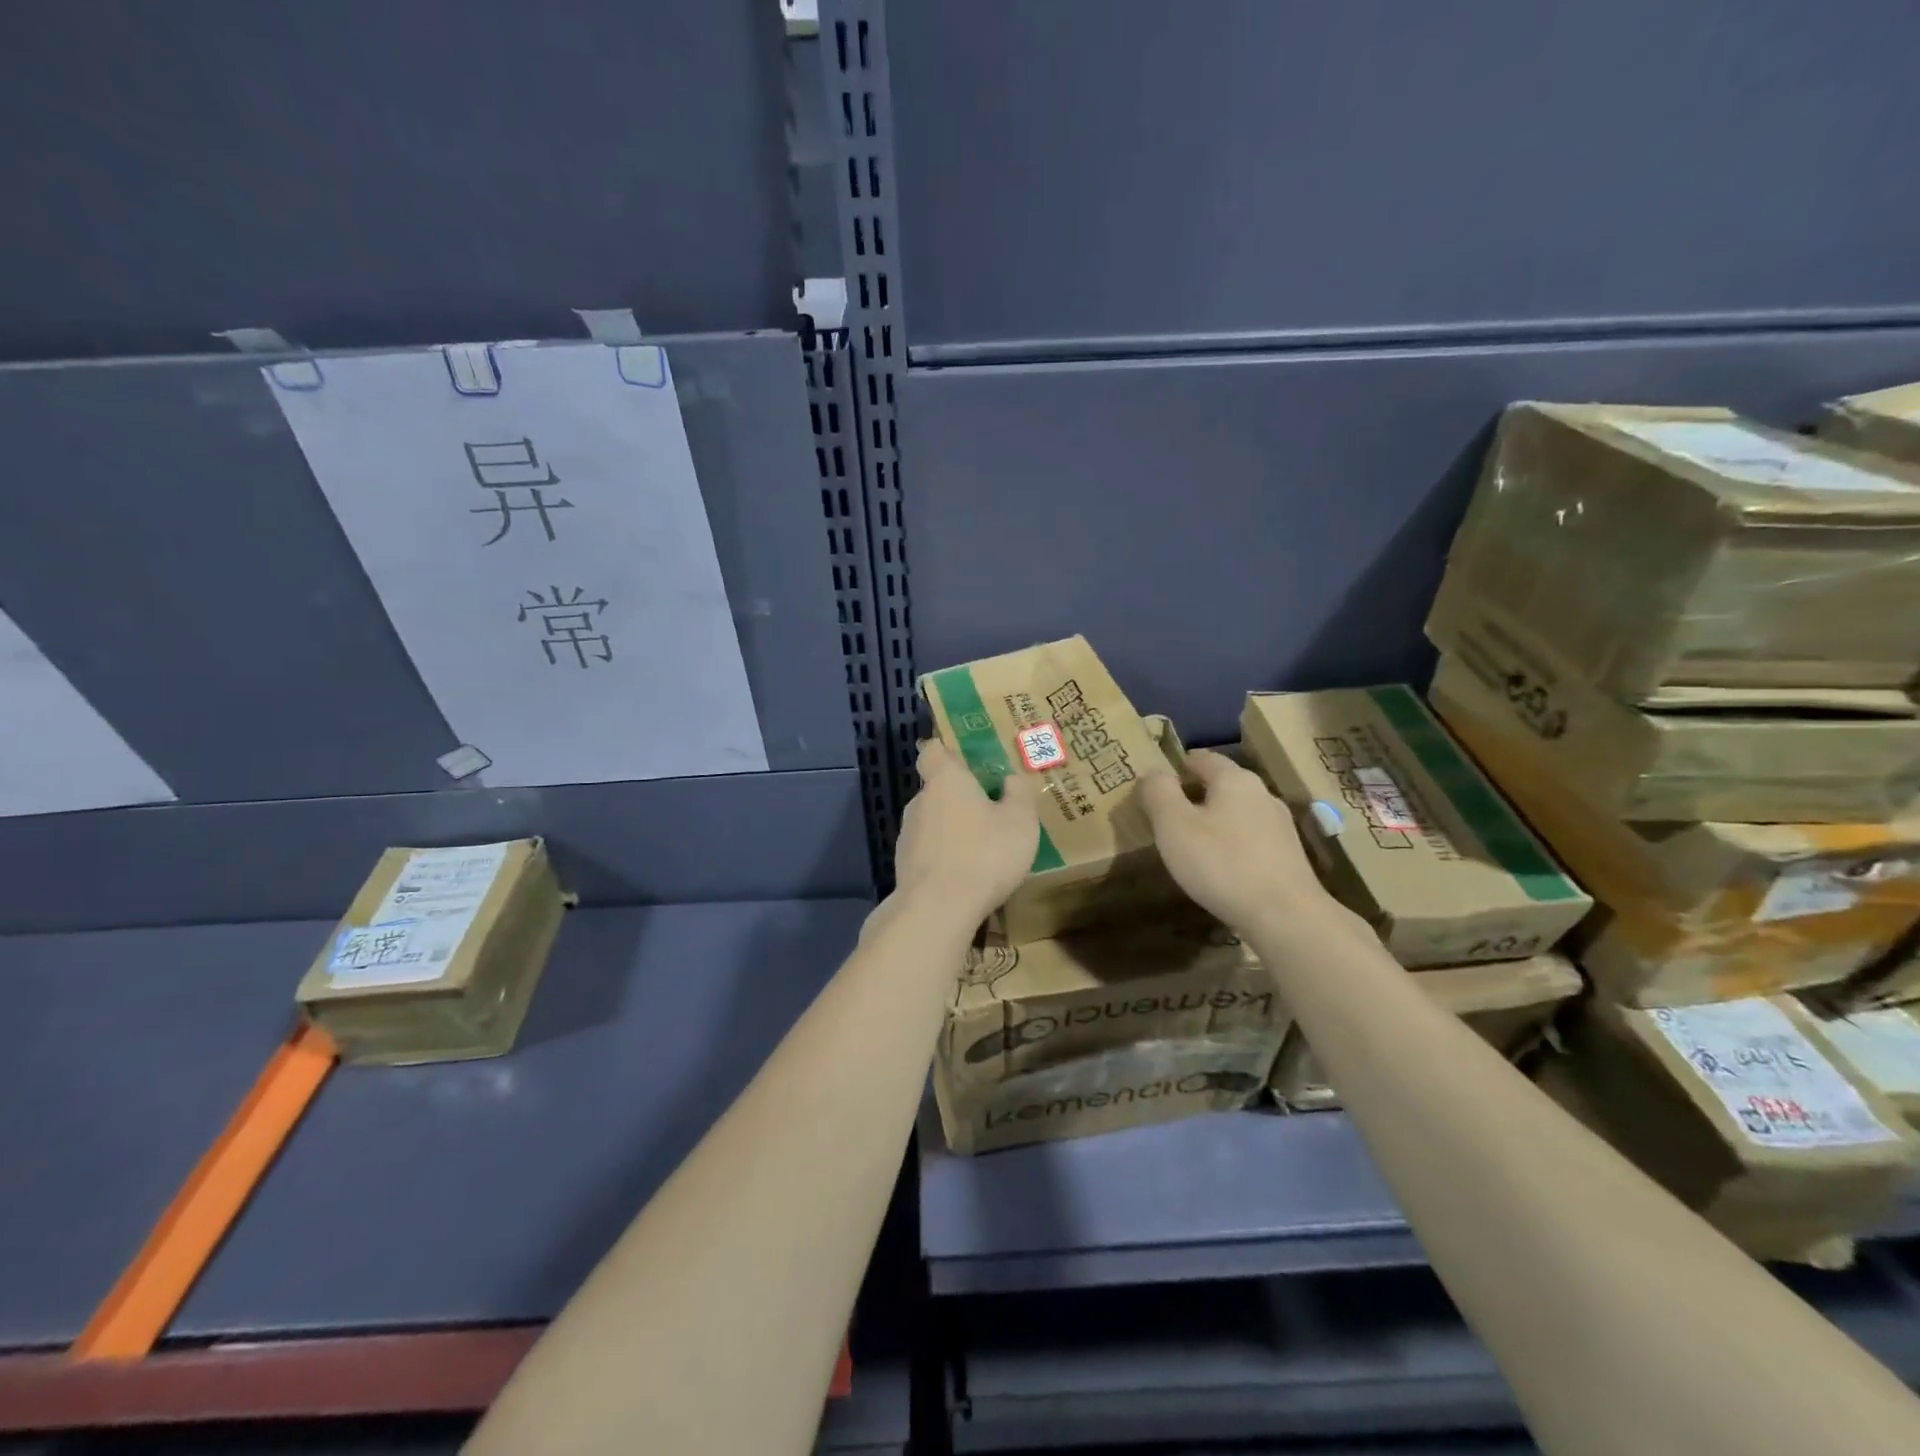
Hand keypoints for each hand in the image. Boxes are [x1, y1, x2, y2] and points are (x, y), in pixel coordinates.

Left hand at [893, 740, 1040, 922]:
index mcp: (945, 780)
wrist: (938, 909)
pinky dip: (944, 858)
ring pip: (932, 822)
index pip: (933, 751)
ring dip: (951, 830)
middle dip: (959, 798)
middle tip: (989, 811)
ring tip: (980, 850)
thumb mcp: (1020, 822)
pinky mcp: (903, 866)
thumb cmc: (984, 854)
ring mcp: (906, 835)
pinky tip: (964, 876)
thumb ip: (1018, 795)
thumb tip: (1010, 779)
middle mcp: (919, 801)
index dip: (947, 751)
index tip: (966, 761)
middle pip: (937, 789)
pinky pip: (928, 852)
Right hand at [1139, 749, 1331, 933]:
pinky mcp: (1289, 854)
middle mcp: (1262, 793)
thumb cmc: (1221, 864)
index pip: (1202, 758)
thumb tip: (1153, 773)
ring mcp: (1280, 825)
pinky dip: (1232, 842)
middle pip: (1222, 783)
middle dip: (1196, 794)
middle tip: (1168, 815)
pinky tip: (1222, 866)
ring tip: (1192, 842)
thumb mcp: (1173, 826)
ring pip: (1238, 811)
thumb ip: (1159, 792)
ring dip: (1215, 820)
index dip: (1177, 767)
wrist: (1285, 916)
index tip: (1158, 784)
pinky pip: (1252, 837)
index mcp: (1234, 779)